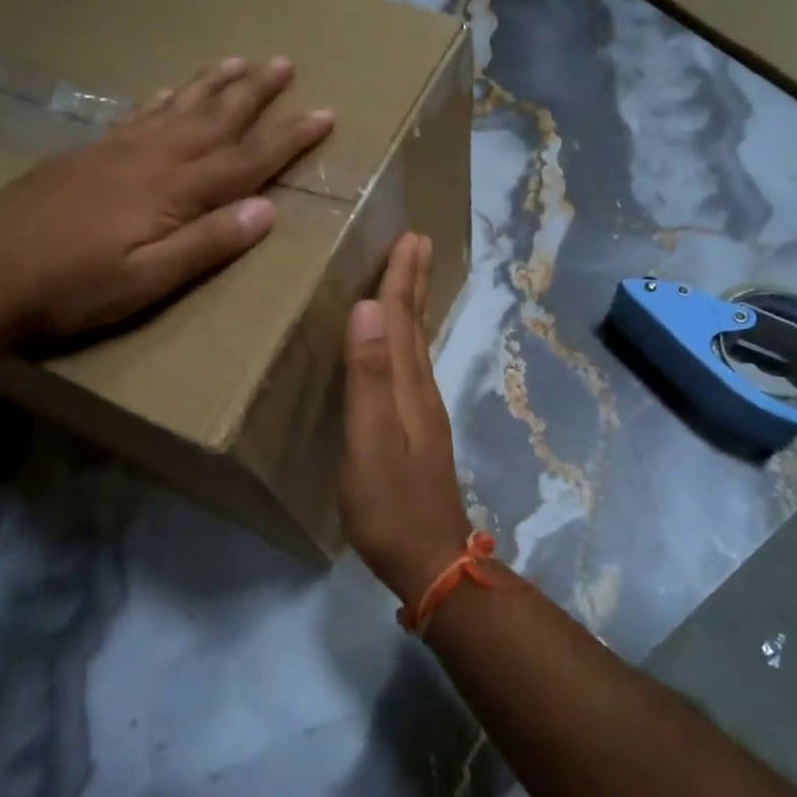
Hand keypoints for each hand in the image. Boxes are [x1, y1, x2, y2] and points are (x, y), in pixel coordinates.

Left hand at [0, 56, 332, 339]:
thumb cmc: (73, 287)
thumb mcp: (148, 280)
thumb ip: (208, 244)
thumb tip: (268, 211)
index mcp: (173, 191)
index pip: (247, 159)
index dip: (289, 137)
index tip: (325, 113)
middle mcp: (151, 158)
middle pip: (215, 118)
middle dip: (255, 92)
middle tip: (285, 62)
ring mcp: (116, 150)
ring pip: (177, 107)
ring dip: (212, 84)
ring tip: (239, 60)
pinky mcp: (87, 153)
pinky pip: (136, 115)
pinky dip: (161, 99)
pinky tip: (168, 90)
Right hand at [339, 232, 472, 604]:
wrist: (430, 560)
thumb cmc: (390, 504)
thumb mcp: (371, 440)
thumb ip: (368, 376)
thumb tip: (366, 308)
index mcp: (408, 386)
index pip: (401, 319)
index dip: (401, 277)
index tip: (409, 236)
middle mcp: (420, 391)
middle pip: (416, 326)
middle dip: (413, 282)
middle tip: (417, 242)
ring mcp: (422, 413)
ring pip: (416, 345)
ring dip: (411, 308)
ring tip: (408, 279)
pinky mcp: (417, 432)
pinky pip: (411, 368)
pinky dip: (406, 341)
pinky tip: (400, 348)